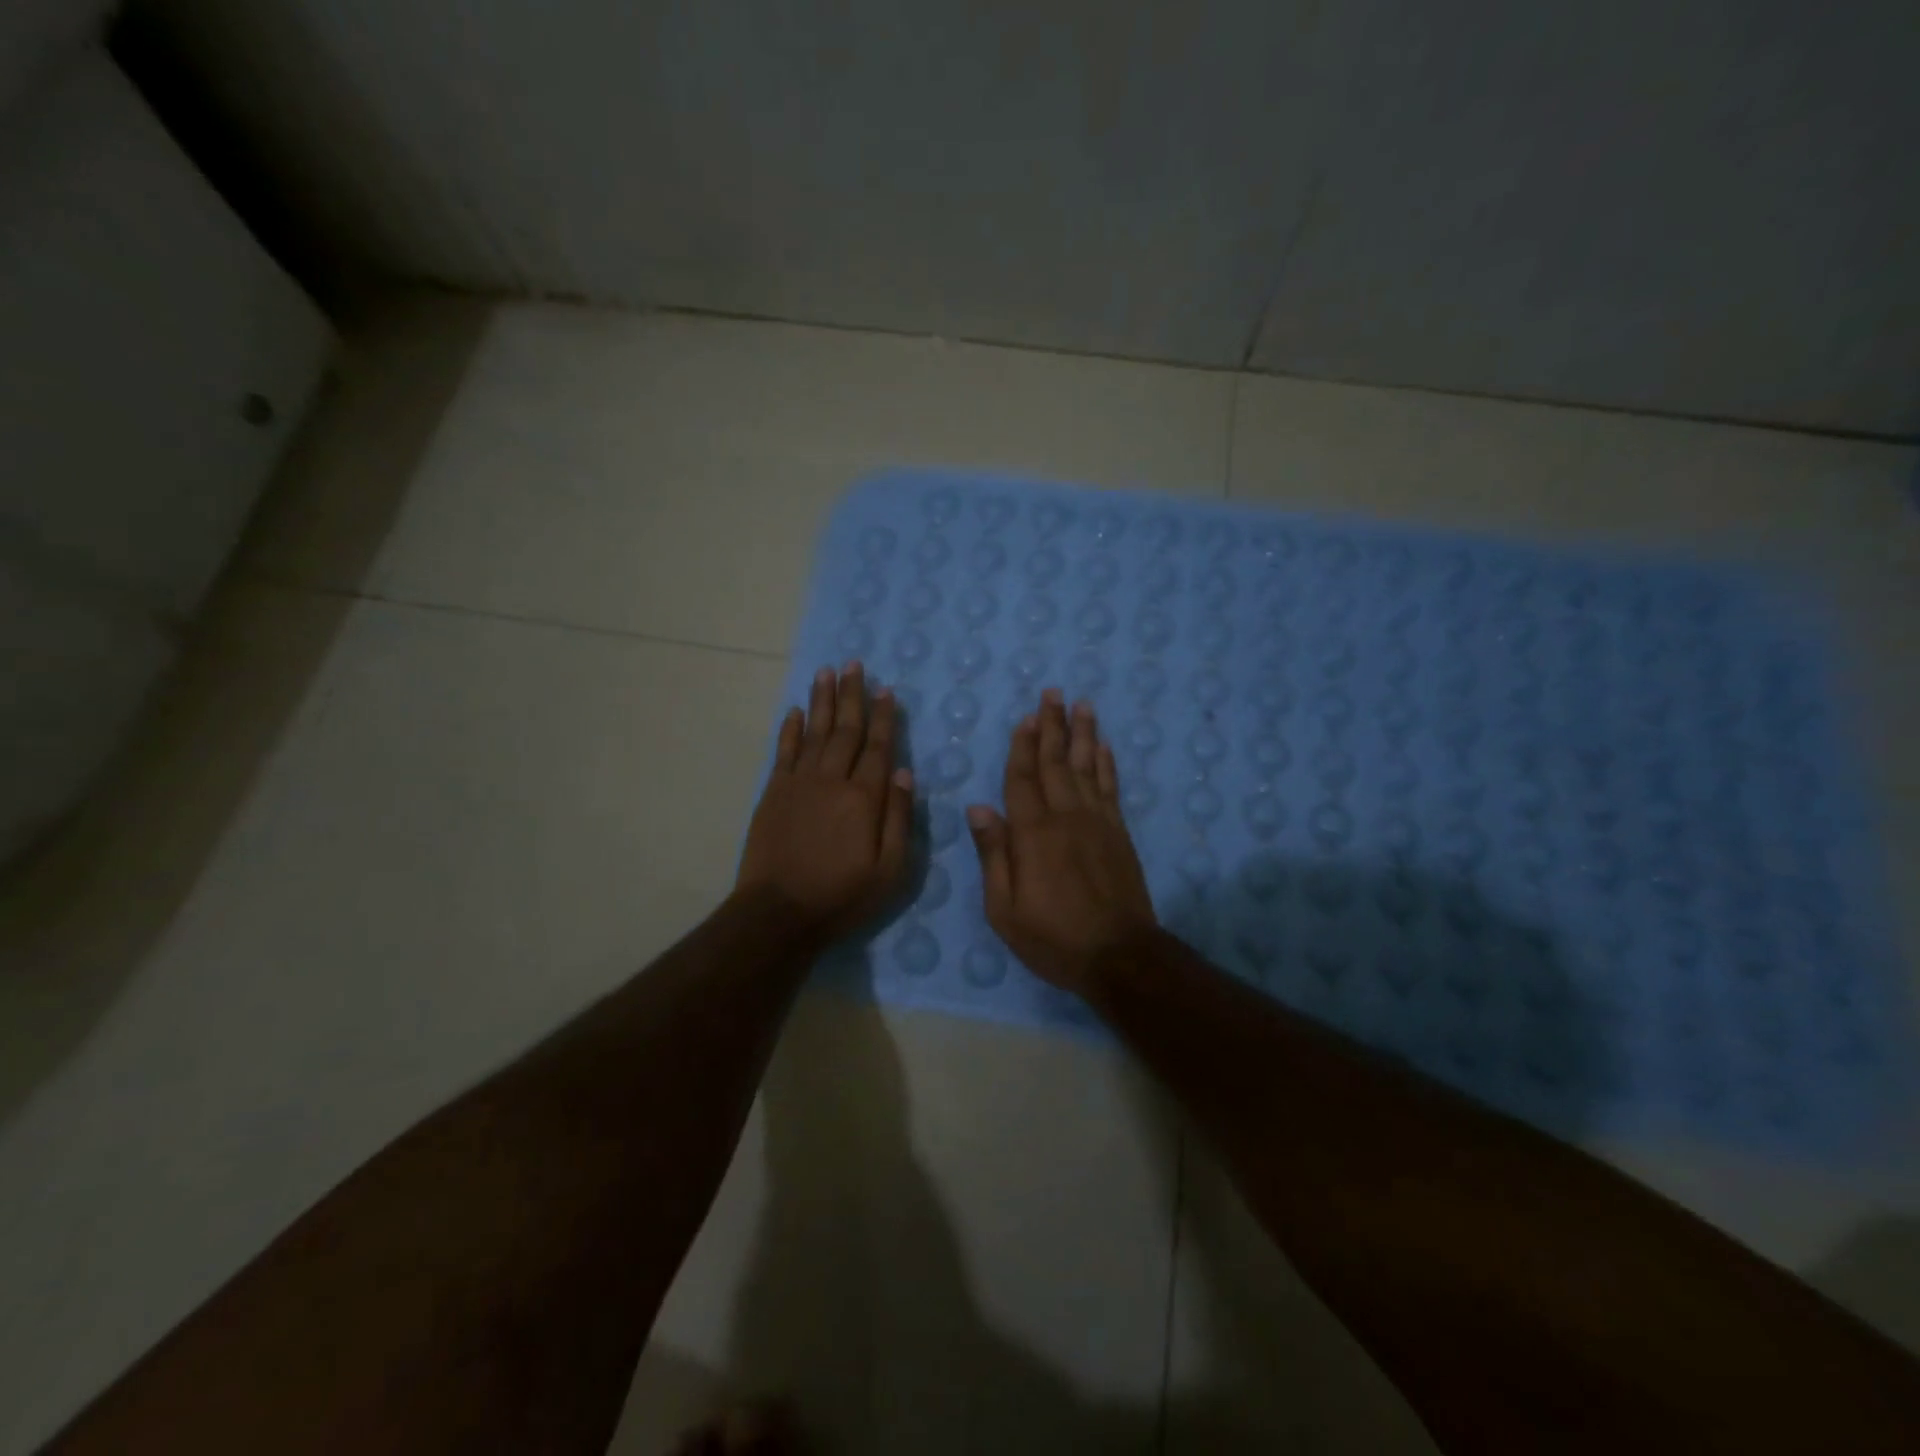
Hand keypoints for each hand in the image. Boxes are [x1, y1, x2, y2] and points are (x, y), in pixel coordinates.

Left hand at [736, 662, 913, 941]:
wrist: (778, 913)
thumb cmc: (842, 896)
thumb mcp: (890, 870)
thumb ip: (899, 818)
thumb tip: (905, 772)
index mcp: (864, 798)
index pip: (879, 747)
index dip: (884, 717)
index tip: (887, 690)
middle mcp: (832, 780)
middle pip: (846, 730)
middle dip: (852, 696)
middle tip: (854, 665)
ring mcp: (799, 784)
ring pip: (815, 732)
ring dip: (822, 701)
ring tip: (826, 672)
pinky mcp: (774, 793)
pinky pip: (784, 752)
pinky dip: (791, 729)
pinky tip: (796, 711)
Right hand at [966, 689, 1157, 994]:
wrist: (1119, 955)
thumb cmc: (1053, 937)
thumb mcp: (1004, 908)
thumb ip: (994, 854)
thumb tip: (979, 807)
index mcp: (1032, 834)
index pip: (1022, 780)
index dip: (1022, 747)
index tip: (1024, 718)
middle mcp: (1066, 817)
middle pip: (1056, 763)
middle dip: (1052, 726)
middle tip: (1053, 693)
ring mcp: (1097, 822)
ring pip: (1087, 767)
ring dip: (1083, 734)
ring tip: (1082, 705)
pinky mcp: (1119, 833)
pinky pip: (1111, 788)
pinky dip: (1107, 764)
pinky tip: (1104, 746)